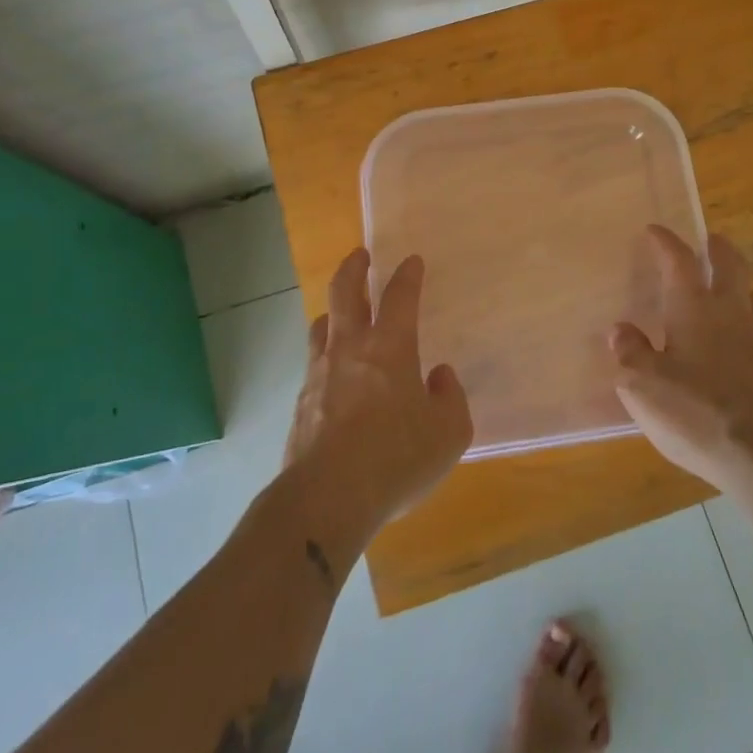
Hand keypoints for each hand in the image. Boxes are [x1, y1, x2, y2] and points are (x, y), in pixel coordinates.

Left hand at [284, 249, 472, 540]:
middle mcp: (350, 348)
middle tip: (361, 255)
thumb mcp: (449, 433)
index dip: (408, 274)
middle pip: (345, 291)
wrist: (326, 498)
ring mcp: (319, 373)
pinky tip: (334, 376)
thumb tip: (439, 376)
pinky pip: (314, 364)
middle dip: (354, 267)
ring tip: (342, 313)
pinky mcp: (301, 402)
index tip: (412, 260)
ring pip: (322, 324)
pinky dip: (326, 356)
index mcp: (390, 347)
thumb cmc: (396, 458)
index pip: (400, 296)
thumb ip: (450, 397)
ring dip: (334, 310)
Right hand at [611, 227, 752, 495]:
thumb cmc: (696, 412)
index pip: (679, 260)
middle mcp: (729, 312)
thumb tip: (620, 330)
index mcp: (693, 307)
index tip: (654, 230)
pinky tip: (735, 339)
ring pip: (751, 294)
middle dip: (716, 248)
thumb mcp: (642, 386)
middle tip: (707, 241)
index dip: (665, 242)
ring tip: (725, 287)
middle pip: (730, 264)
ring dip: (738, 282)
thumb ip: (630, 353)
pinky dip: (746, 319)